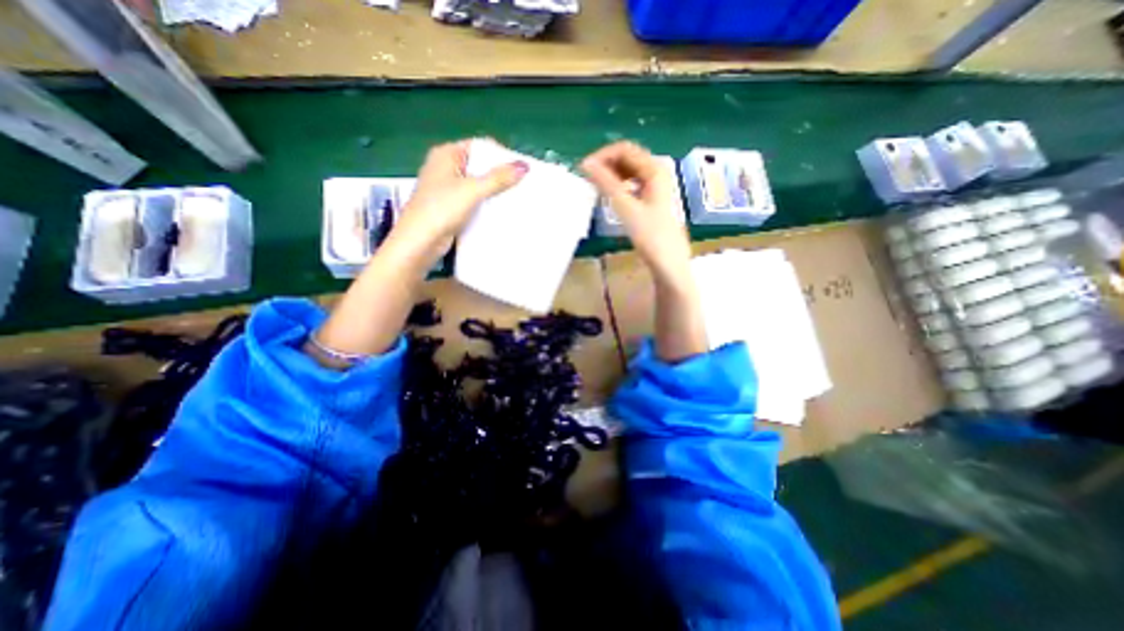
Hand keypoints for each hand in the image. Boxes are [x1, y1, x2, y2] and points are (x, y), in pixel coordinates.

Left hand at [387, 139, 528, 266]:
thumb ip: (498, 178)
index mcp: (446, 154)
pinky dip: (486, 204)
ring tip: (517, 197)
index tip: (520, 168)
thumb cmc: (441, 209)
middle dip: (500, 175)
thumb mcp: (472, 190)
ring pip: (477, 185)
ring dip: (494, 191)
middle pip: (479, 166)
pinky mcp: (451, 207)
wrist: (420, 242)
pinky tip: (501, 211)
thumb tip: (524, 166)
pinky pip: (473, 201)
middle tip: (523, 184)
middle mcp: (446, 168)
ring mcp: (447, 189)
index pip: (479, 146)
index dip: (500, 155)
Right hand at [585, 144, 688, 279]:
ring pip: (629, 170)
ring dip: (611, 174)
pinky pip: (632, 183)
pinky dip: (619, 185)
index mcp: (654, 169)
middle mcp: (657, 172)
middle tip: (587, 178)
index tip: (584, 169)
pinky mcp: (652, 199)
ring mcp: (656, 186)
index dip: (602, 155)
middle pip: (627, 157)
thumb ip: (606, 183)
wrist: (668, 261)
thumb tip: (585, 164)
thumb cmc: (650, 235)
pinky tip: (611, 196)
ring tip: (596, 187)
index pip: (624, 149)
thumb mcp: (626, 207)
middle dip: (606, 164)